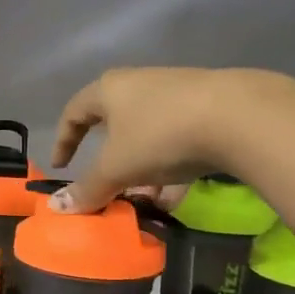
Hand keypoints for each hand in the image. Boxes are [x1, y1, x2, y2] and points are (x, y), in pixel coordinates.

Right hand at [50, 67, 289, 212]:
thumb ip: (88, 189)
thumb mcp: (117, 168)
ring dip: (141, 172)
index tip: (61, 167)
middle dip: (110, 164)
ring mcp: (177, 96)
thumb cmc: (160, 135)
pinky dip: (170, 171)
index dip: (63, 140)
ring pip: (148, 139)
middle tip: (107, 188)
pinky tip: (175, 199)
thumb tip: (56, 208)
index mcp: (110, 90)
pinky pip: (178, 143)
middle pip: (115, 127)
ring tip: (144, 202)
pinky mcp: (208, 110)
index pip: (74, 112)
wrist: (238, 116)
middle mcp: (140, 85)